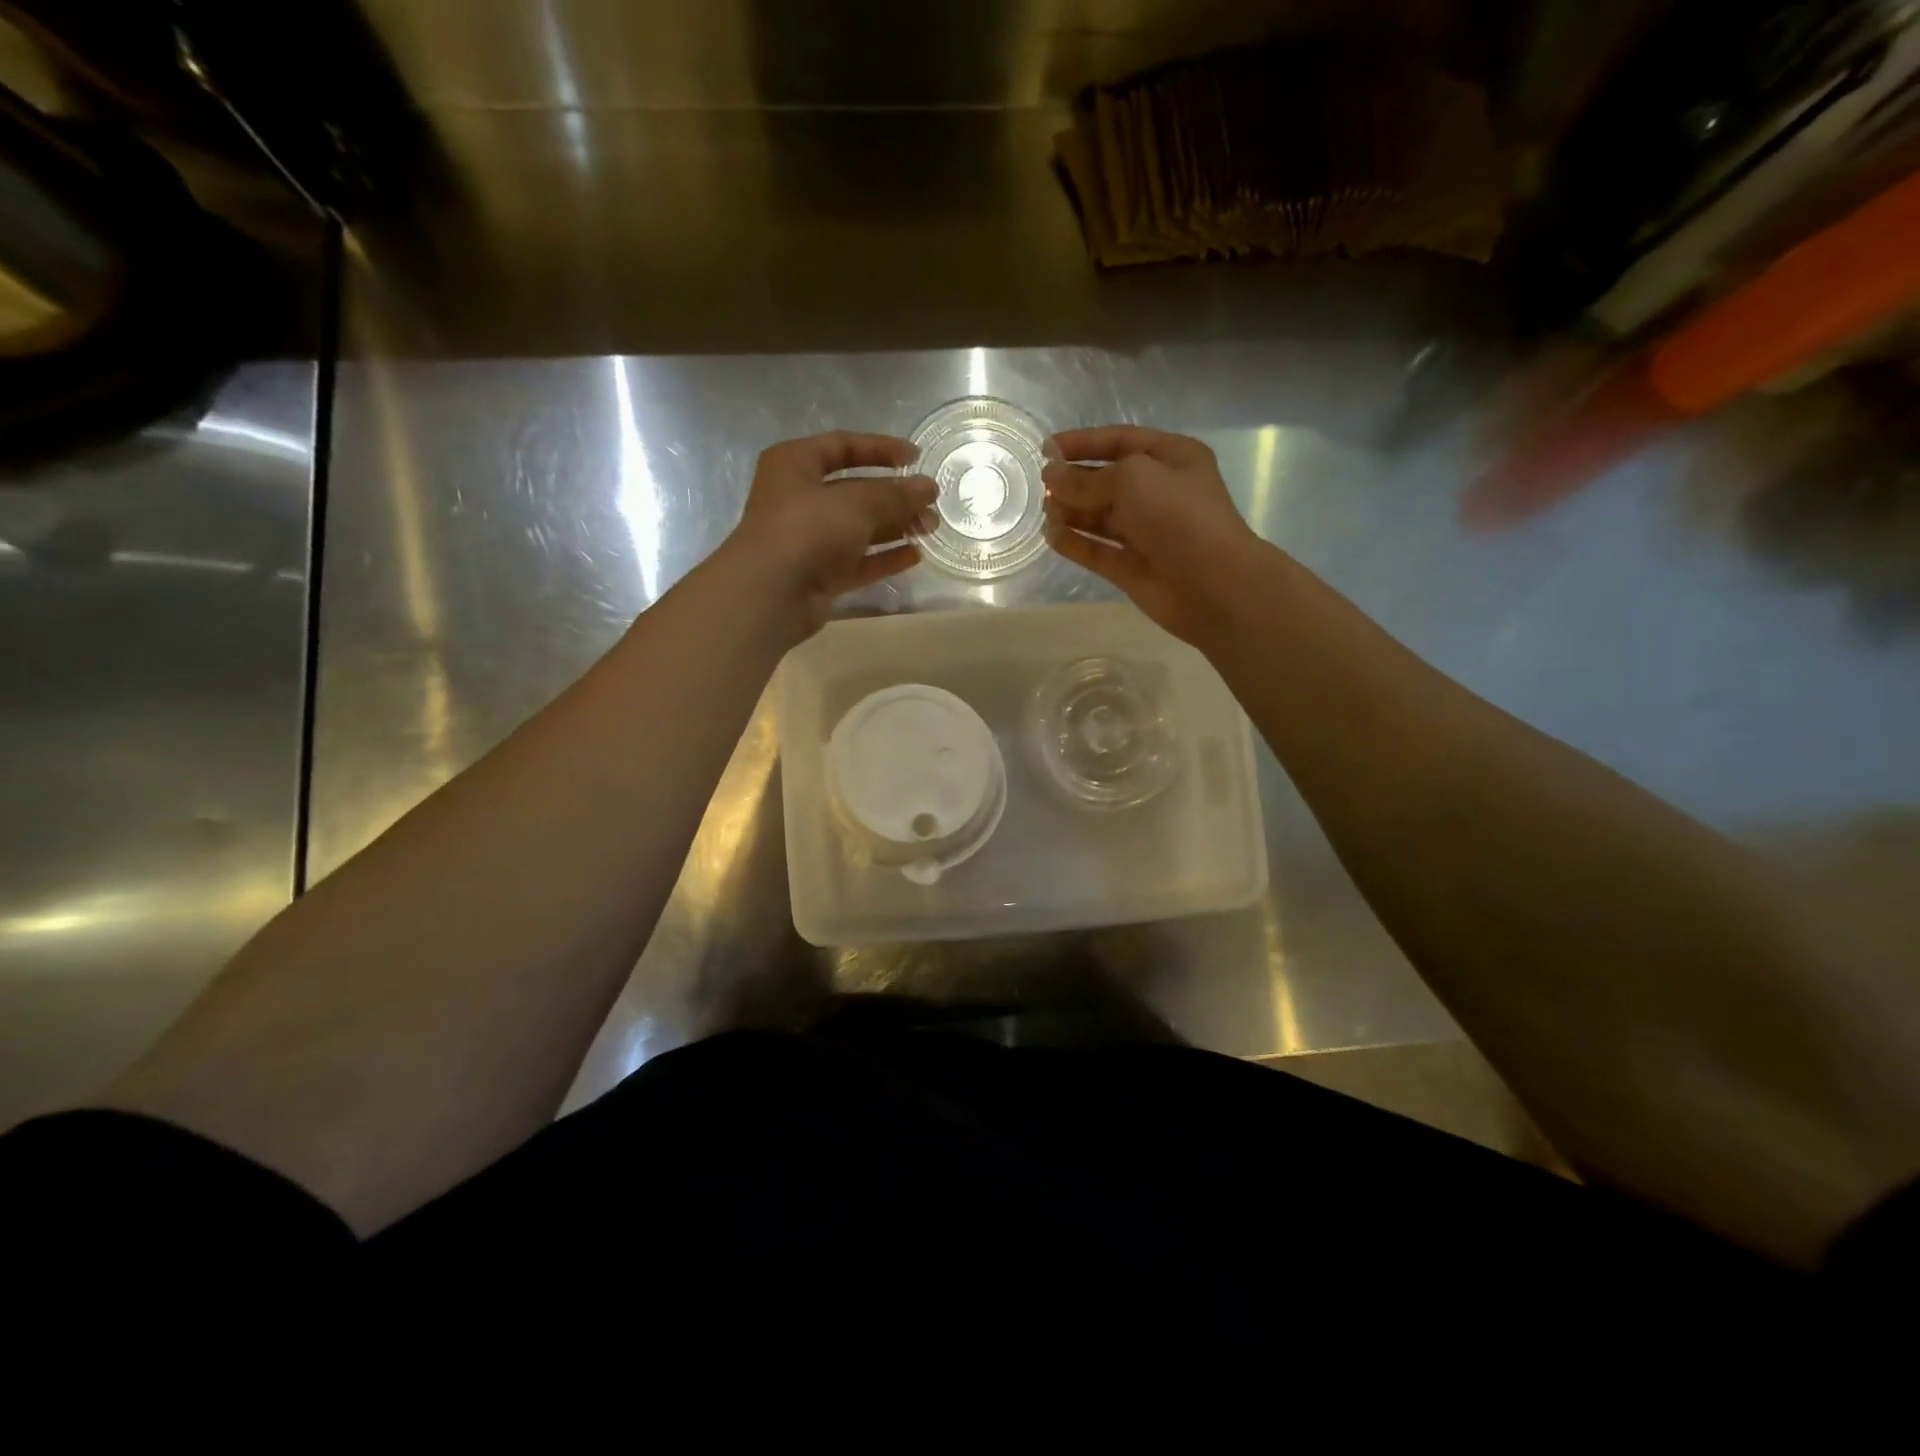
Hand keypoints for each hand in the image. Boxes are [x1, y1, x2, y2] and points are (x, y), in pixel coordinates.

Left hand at [728, 431, 937, 632]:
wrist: (771, 594)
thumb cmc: (807, 529)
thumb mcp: (857, 503)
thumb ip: (896, 494)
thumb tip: (929, 488)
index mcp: (795, 464)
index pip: (843, 446)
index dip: (880, 448)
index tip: (916, 457)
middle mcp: (800, 498)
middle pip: (855, 491)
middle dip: (894, 496)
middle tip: (931, 502)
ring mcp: (809, 539)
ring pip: (859, 528)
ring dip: (895, 527)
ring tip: (930, 528)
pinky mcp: (820, 574)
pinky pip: (858, 561)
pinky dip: (884, 558)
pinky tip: (915, 556)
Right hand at [1043, 425, 1260, 641]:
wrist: (1212, 584)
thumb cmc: (1178, 516)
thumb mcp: (1132, 479)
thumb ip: (1087, 479)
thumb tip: (1051, 477)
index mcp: (1172, 458)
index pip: (1121, 441)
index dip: (1083, 442)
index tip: (1045, 448)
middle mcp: (1159, 493)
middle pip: (1108, 480)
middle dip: (1075, 480)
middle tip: (1041, 484)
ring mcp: (1145, 532)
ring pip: (1100, 517)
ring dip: (1072, 511)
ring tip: (1046, 511)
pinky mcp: (1132, 567)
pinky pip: (1097, 550)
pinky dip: (1075, 543)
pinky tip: (1051, 536)